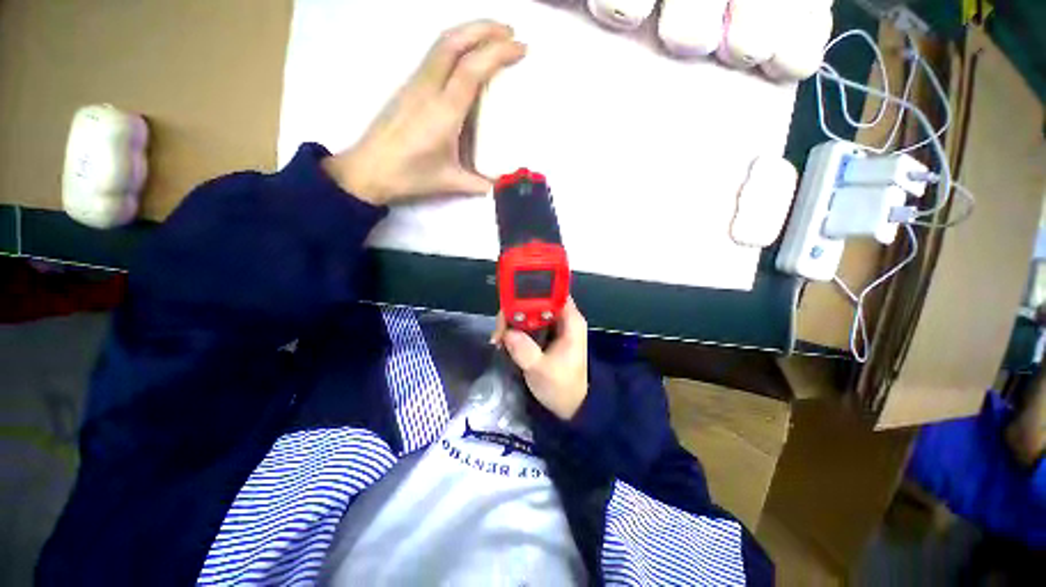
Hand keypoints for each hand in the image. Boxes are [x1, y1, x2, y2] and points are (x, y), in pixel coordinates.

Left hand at [323, 21, 526, 204]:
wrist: (369, 170)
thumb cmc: (410, 176)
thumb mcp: (450, 182)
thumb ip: (479, 183)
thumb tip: (499, 185)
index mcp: (443, 112)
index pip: (472, 69)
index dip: (498, 53)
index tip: (520, 48)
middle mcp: (428, 89)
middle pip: (454, 41)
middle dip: (484, 29)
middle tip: (510, 31)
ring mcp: (415, 84)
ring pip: (442, 43)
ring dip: (469, 32)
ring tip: (492, 37)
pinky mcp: (408, 87)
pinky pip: (434, 55)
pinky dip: (455, 45)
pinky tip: (466, 56)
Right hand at [492, 298, 588, 419]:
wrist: (569, 407)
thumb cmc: (561, 387)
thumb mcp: (541, 370)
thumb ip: (525, 350)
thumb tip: (507, 333)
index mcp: (570, 321)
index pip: (554, 293)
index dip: (533, 291)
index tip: (511, 301)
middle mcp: (562, 319)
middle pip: (536, 301)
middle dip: (516, 311)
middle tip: (500, 329)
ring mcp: (552, 327)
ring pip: (528, 312)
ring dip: (512, 322)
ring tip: (498, 339)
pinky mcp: (544, 336)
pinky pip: (526, 324)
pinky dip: (514, 330)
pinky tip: (503, 342)